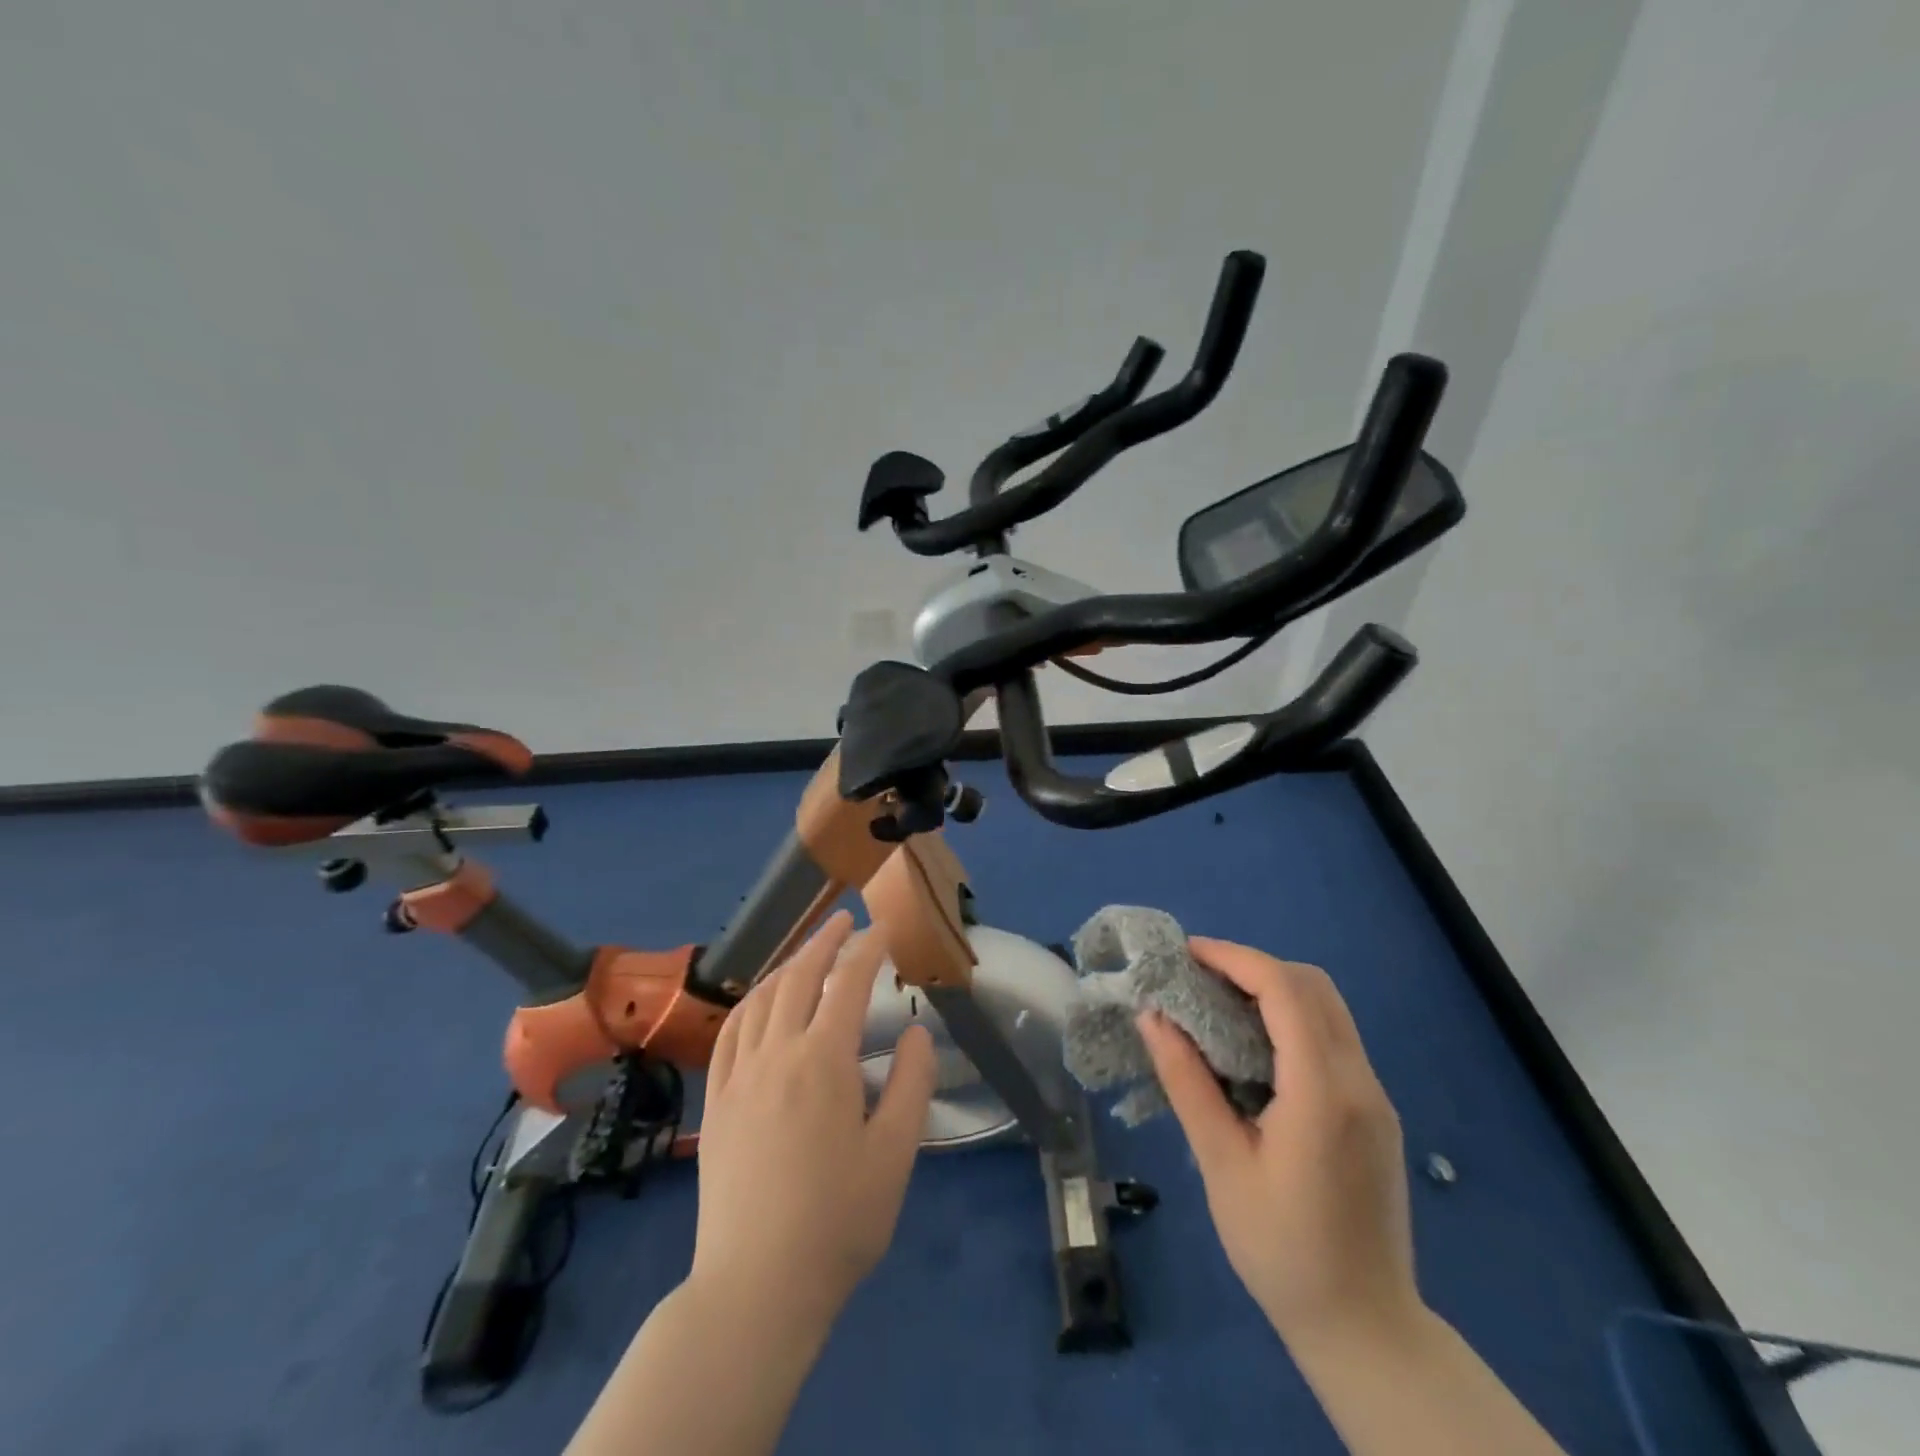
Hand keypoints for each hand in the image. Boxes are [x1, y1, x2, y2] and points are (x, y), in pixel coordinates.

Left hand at [689, 911, 937, 1329]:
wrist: (755, 1287)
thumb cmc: (837, 1222)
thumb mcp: (895, 1154)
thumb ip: (910, 1083)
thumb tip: (913, 1031)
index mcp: (822, 1061)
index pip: (848, 983)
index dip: (868, 948)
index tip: (884, 926)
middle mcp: (776, 1054)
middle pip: (799, 977)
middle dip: (824, 941)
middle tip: (845, 919)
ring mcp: (738, 1076)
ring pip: (761, 999)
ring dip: (788, 965)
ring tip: (808, 952)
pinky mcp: (715, 1102)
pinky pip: (730, 1033)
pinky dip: (750, 1002)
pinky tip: (760, 1002)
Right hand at [1137, 938, 1421, 1351]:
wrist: (1366, 1330)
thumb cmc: (1281, 1251)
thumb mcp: (1221, 1164)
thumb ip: (1187, 1082)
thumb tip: (1152, 1017)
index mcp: (1323, 1093)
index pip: (1284, 989)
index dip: (1233, 958)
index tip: (1185, 956)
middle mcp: (1360, 1082)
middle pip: (1312, 985)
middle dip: (1252, 966)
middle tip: (1197, 979)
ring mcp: (1375, 1096)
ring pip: (1327, 1007)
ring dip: (1273, 988)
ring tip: (1216, 1004)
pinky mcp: (1376, 1111)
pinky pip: (1333, 1037)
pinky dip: (1290, 1017)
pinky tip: (1252, 1045)